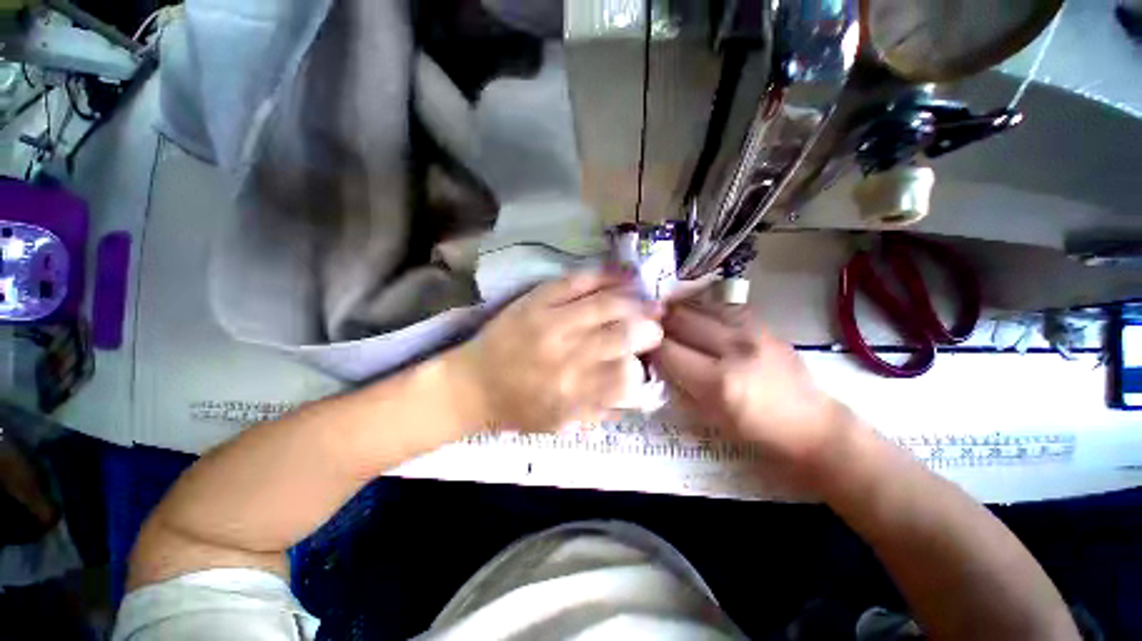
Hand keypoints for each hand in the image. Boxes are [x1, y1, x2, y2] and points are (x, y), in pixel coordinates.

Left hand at [449, 271, 662, 431]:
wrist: (474, 383)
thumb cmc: (518, 407)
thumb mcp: (562, 424)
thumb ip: (602, 411)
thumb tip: (639, 392)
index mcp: (573, 393)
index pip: (625, 377)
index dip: (642, 367)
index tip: (645, 362)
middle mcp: (566, 356)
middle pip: (622, 335)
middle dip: (648, 330)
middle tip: (656, 328)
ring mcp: (551, 321)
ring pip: (606, 305)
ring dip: (636, 302)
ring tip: (650, 302)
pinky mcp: (537, 299)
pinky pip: (577, 281)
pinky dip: (606, 275)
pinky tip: (625, 276)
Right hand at [650, 302, 849, 471]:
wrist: (811, 424)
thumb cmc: (755, 431)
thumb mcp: (708, 416)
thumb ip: (678, 384)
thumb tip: (655, 359)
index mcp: (718, 381)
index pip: (667, 350)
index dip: (649, 346)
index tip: (641, 347)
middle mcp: (733, 349)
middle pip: (680, 320)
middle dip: (659, 323)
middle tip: (650, 329)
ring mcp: (751, 331)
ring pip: (699, 307)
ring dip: (678, 312)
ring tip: (669, 320)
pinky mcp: (762, 324)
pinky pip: (720, 306)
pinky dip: (701, 309)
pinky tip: (696, 317)